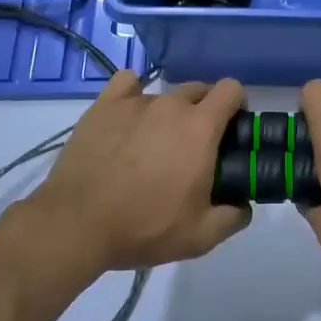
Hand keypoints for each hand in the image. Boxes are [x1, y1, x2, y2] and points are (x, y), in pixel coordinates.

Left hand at [27, 70, 250, 272]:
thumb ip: (232, 218)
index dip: (237, 104)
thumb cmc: (144, 227)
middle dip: (205, 109)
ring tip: (154, 144)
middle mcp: (170, 105)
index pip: (231, 89)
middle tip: (196, 144)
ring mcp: (135, 102)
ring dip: (169, 112)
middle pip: (199, 89)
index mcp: (200, 128)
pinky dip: (134, 93)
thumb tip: (243, 205)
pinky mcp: (103, 106)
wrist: (77, 224)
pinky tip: (129, 114)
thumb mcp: (200, 237)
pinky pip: (127, 83)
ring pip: (164, 95)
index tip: (232, 127)